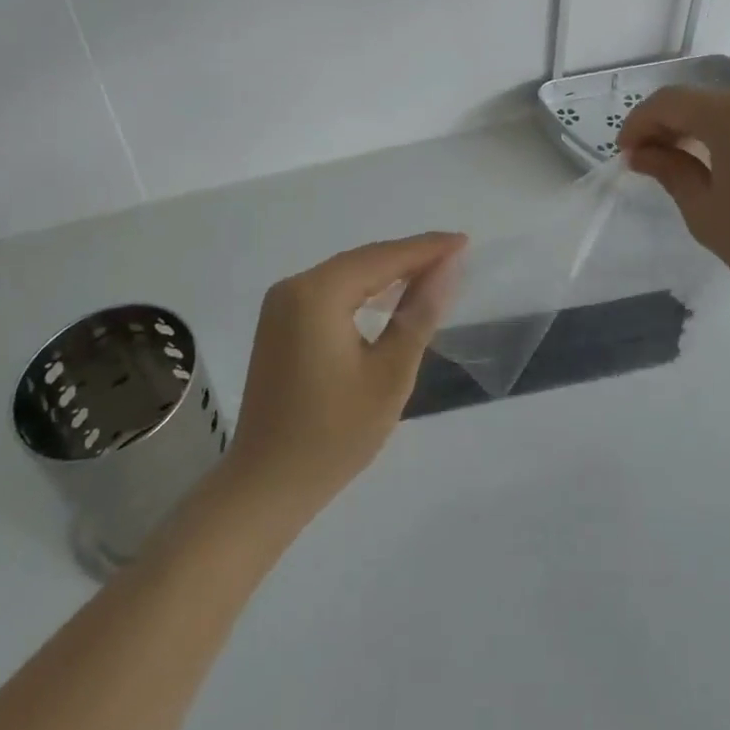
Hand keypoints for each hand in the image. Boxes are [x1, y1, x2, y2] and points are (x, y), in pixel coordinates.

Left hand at [223, 233, 465, 523]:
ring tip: (433, 271)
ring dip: (388, 272)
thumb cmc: (334, 434)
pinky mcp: (279, 324)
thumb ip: (419, 314)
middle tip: (455, 254)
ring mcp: (280, 306)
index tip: (464, 242)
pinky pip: (330, 292)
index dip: (427, 248)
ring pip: (347, 274)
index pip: (383, 258)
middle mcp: (293, 287)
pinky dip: (363, 290)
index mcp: (317, 294)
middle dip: (409, 256)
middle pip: (363, 260)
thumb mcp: (390, 374)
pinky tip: (389, 297)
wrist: (265, 487)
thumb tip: (448, 267)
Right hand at [617, 83, 729, 315]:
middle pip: (704, 102)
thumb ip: (669, 171)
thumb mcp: (706, 212)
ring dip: (707, 130)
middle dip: (672, 127)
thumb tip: (641, 153)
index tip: (625, 153)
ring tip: (695, 167)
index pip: (670, 103)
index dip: (640, 123)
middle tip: (653, 162)